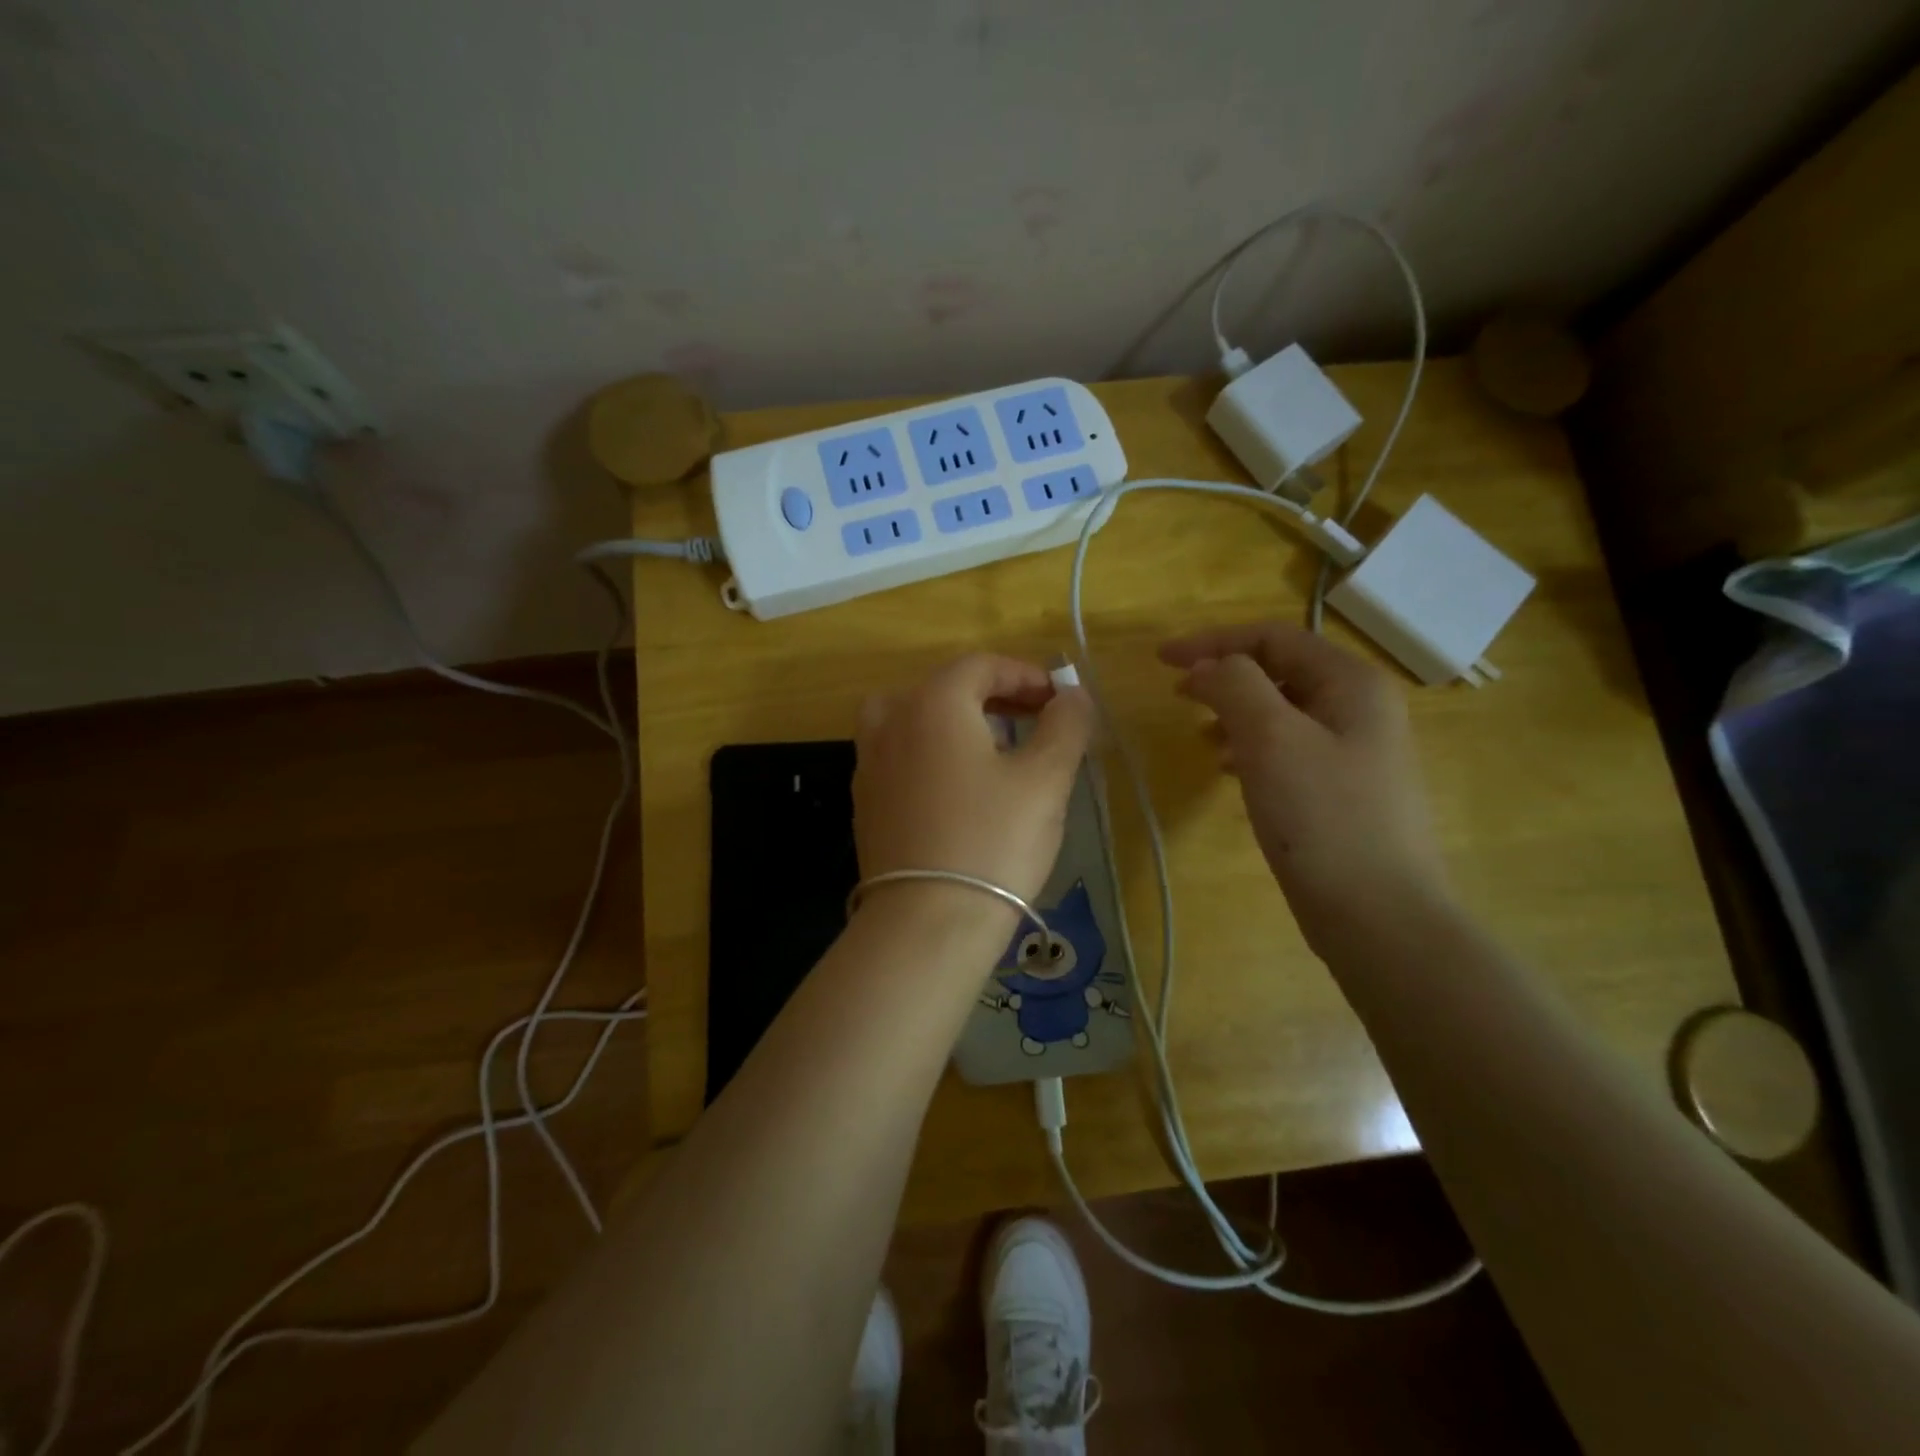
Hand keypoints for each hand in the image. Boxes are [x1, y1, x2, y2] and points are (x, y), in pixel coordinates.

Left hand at [854, 654, 1093, 911]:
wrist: (926, 923)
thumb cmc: (992, 841)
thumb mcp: (1045, 779)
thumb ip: (1066, 726)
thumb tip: (1073, 696)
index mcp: (932, 703)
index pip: (981, 665)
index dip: (1026, 675)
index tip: (1059, 701)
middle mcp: (891, 721)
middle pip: (944, 688)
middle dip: (994, 696)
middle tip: (1033, 721)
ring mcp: (869, 762)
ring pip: (914, 719)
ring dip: (957, 722)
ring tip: (993, 750)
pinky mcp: (865, 801)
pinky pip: (900, 755)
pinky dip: (931, 753)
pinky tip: (958, 790)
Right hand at [1160, 623, 1448, 948]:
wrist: (1378, 915)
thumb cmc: (1323, 816)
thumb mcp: (1271, 738)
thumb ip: (1234, 686)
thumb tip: (1207, 667)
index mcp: (1351, 682)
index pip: (1273, 637)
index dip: (1213, 641)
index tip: (1162, 660)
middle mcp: (1359, 707)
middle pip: (1280, 670)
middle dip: (1224, 675)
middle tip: (1178, 693)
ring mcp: (1355, 750)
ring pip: (1281, 711)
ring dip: (1235, 712)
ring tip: (1200, 735)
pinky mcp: (1342, 789)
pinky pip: (1288, 748)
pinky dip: (1251, 747)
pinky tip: (1229, 770)